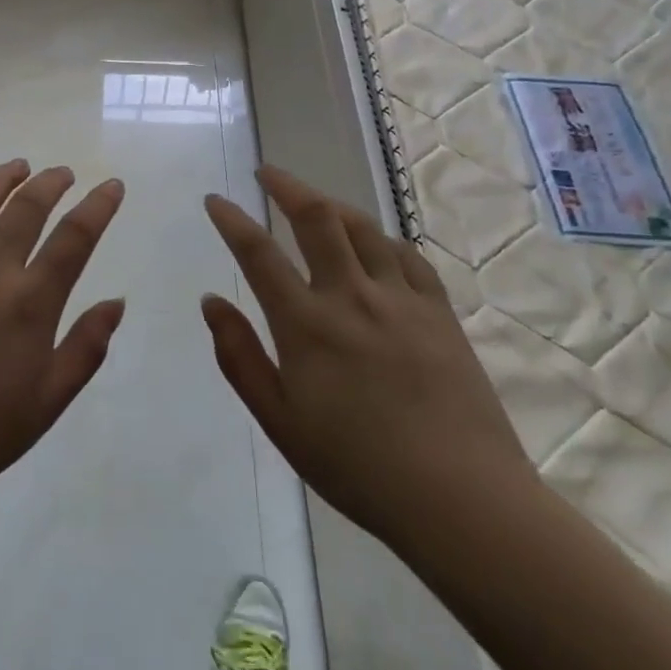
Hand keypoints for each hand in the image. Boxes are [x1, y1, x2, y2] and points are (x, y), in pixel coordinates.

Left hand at [0, 160, 125, 510]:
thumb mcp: (49, 401)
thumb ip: (86, 348)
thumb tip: (116, 302)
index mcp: (30, 304)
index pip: (74, 238)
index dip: (98, 206)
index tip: (111, 185)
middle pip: (25, 208)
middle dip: (51, 183)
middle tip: (62, 173)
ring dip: (1, 178)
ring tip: (17, 168)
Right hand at [202, 166, 535, 553]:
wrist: (460, 497)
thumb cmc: (356, 466)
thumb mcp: (279, 420)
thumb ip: (239, 356)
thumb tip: (211, 301)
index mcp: (306, 324)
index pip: (259, 254)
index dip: (232, 221)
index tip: (215, 199)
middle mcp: (351, 296)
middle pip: (317, 219)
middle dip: (287, 187)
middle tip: (268, 172)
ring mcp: (401, 299)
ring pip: (364, 228)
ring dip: (332, 205)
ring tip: (315, 201)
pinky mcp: (440, 312)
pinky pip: (407, 255)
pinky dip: (381, 238)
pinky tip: (375, 243)